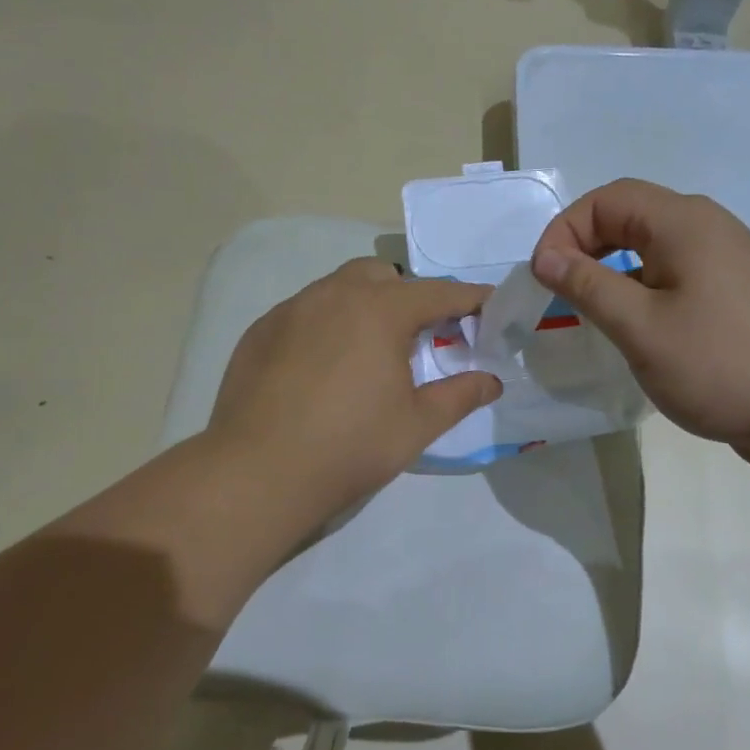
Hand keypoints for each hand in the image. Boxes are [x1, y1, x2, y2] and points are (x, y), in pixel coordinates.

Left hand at [207, 258, 501, 530]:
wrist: (258, 472)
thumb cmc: (350, 446)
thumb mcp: (417, 424)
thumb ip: (460, 395)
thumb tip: (492, 381)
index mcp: (380, 310)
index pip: (438, 293)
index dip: (468, 299)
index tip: (487, 305)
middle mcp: (335, 295)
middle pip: (383, 277)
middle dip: (408, 296)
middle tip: (419, 336)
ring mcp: (292, 309)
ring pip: (339, 288)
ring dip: (364, 305)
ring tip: (369, 350)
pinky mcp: (261, 330)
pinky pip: (305, 311)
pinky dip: (326, 324)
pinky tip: (323, 366)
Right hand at [530, 179, 749, 468]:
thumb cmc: (721, 364)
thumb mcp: (640, 327)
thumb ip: (588, 286)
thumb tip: (546, 257)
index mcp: (684, 222)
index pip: (607, 199)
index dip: (565, 230)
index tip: (543, 278)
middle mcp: (707, 227)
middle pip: (630, 216)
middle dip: (585, 247)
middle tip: (559, 292)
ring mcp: (726, 260)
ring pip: (652, 248)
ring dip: (612, 271)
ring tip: (590, 312)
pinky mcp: (735, 293)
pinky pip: (675, 275)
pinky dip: (642, 290)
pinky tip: (636, 329)